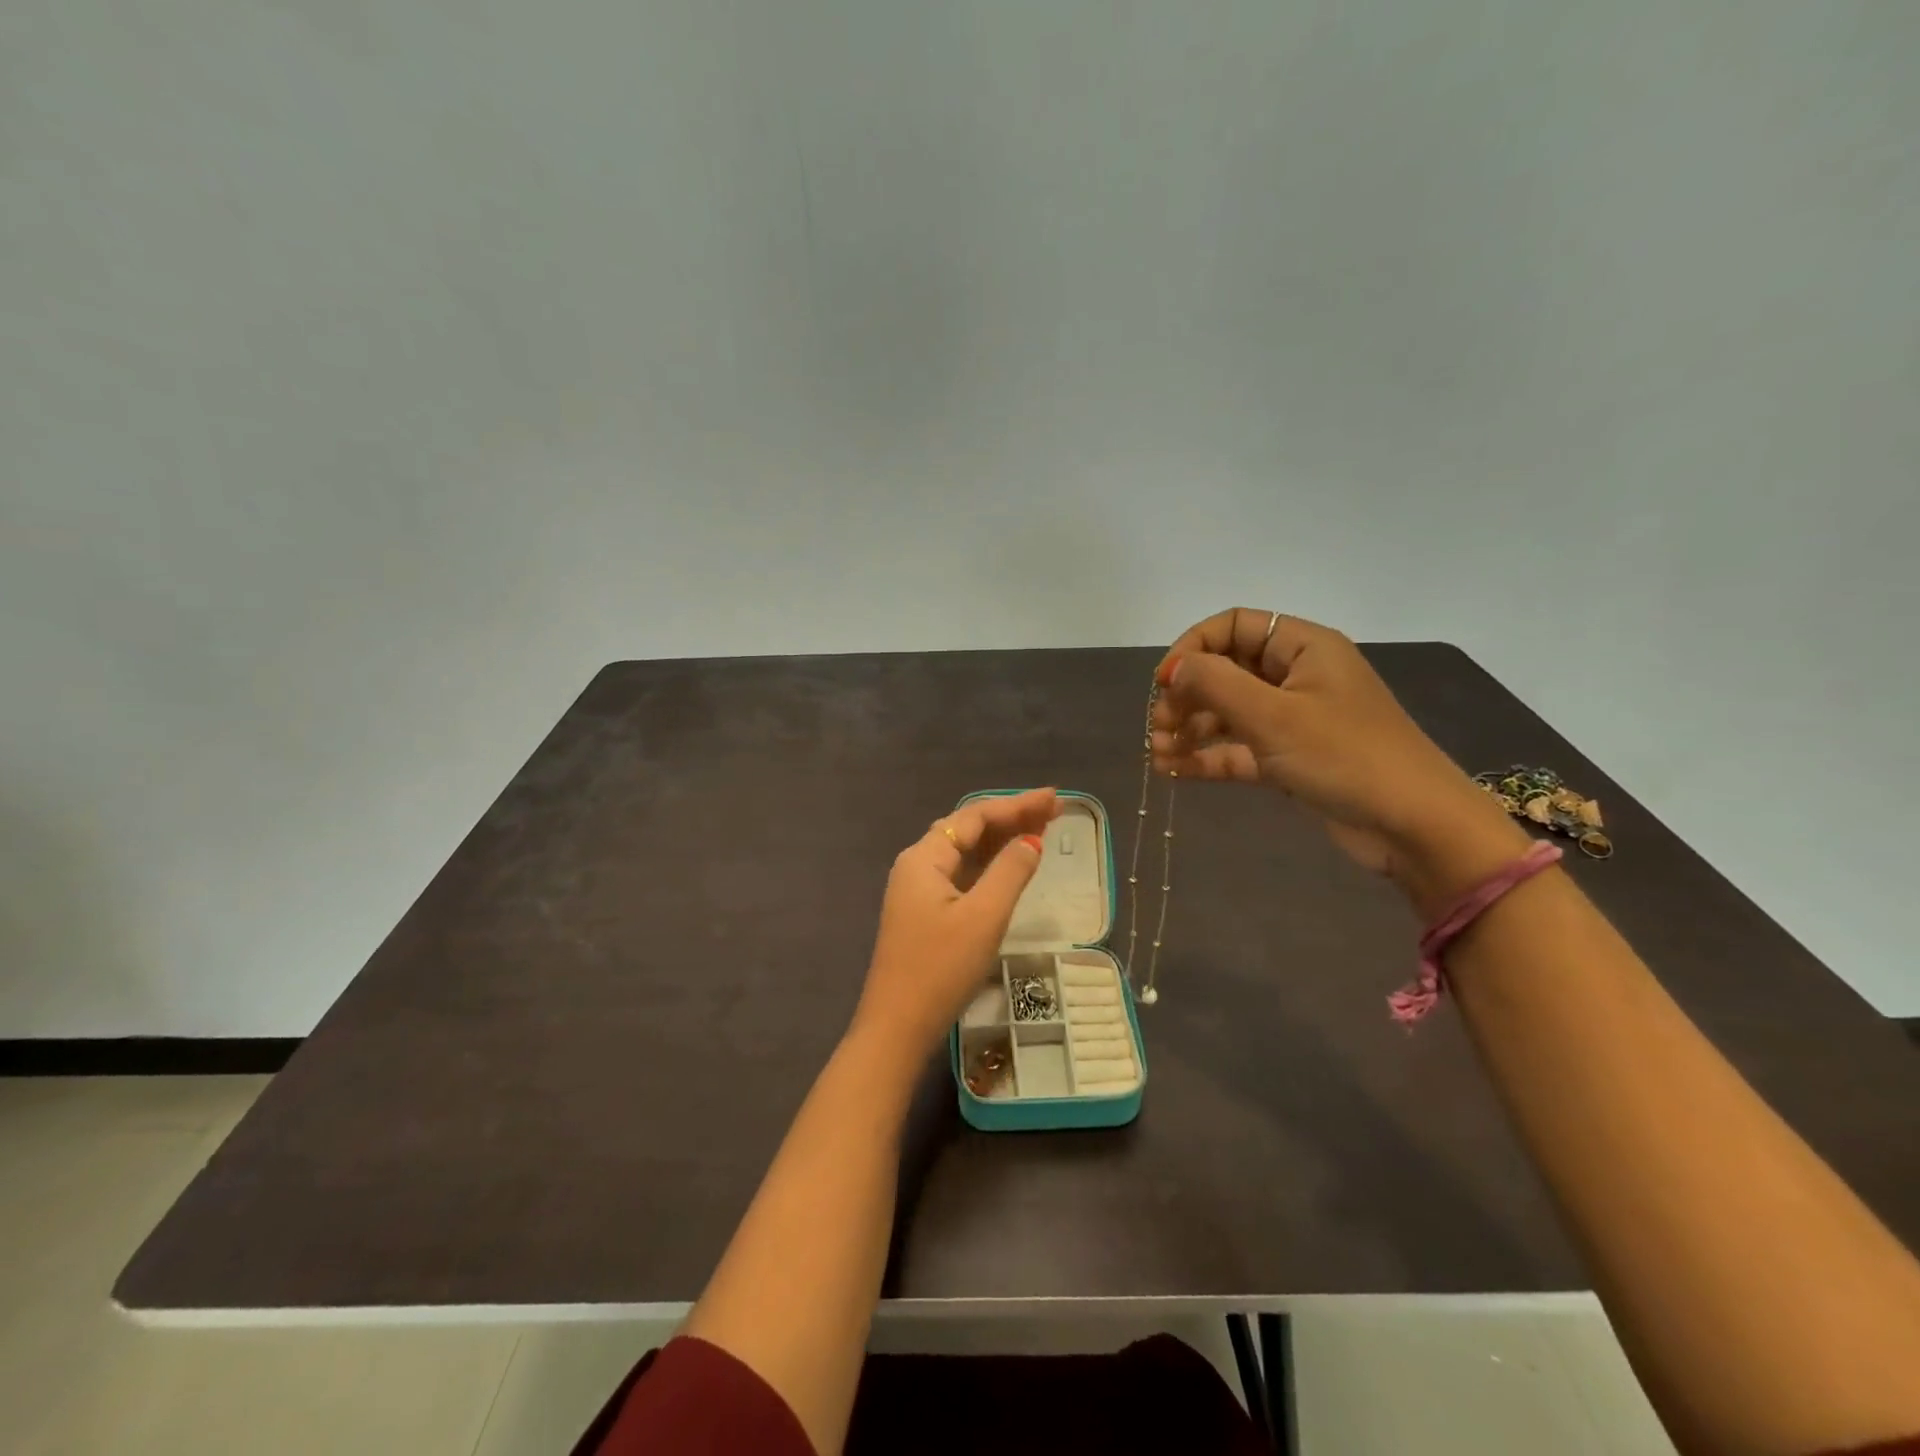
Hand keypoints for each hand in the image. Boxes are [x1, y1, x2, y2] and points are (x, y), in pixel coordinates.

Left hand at [852, 787, 1060, 1051]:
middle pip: (969, 830)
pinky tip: (1013, 864)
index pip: (974, 817)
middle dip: (1012, 818)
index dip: (1016, 805)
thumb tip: (1031, 841)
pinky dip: (990, 865)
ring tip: (1042, 829)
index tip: (1054, 799)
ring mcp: (919, 890)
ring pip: (966, 853)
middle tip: (1054, 810)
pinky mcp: (926, 913)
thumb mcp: (983, 917)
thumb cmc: (940, 968)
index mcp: (925, 857)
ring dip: (1003, 840)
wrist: (897, 1027)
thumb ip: (1010, 872)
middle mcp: (918, 865)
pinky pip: (963, 875)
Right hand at [1150, 609, 1528, 912]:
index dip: (1193, 648)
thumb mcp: (1274, 716)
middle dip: (1186, 696)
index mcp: (1302, 648)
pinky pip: (1238, 748)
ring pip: (1227, 712)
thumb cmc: (1345, 756)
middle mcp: (1296, 676)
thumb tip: (1173, 669)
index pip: (1234, 626)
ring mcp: (1293, 720)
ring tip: (1158, 754)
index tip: (1164, 682)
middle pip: (1225, 671)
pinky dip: (1207, 757)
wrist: (1414, 826)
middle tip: (1159, 727)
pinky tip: (1173, 771)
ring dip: (1189, 729)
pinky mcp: (1289, 759)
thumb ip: (1215, 684)